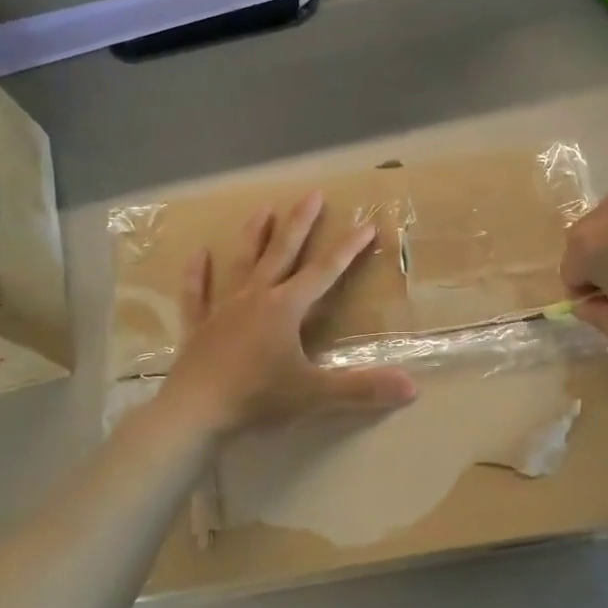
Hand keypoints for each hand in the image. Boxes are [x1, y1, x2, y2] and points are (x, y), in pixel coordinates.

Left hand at [160, 192, 418, 434]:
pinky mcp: (199, 327)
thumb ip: (362, 388)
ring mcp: (224, 309)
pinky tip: (198, 254)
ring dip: (254, 236)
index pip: (325, 271)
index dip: (348, 249)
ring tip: (262, 209)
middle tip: (312, 194)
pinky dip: (197, 275)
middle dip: (300, 223)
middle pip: (282, 252)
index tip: (366, 224)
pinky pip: (197, 294)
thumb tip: (412, 387)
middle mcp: (256, 298)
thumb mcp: (315, 393)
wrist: (194, 412)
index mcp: (286, 308)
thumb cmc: (257, 398)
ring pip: (242, 263)